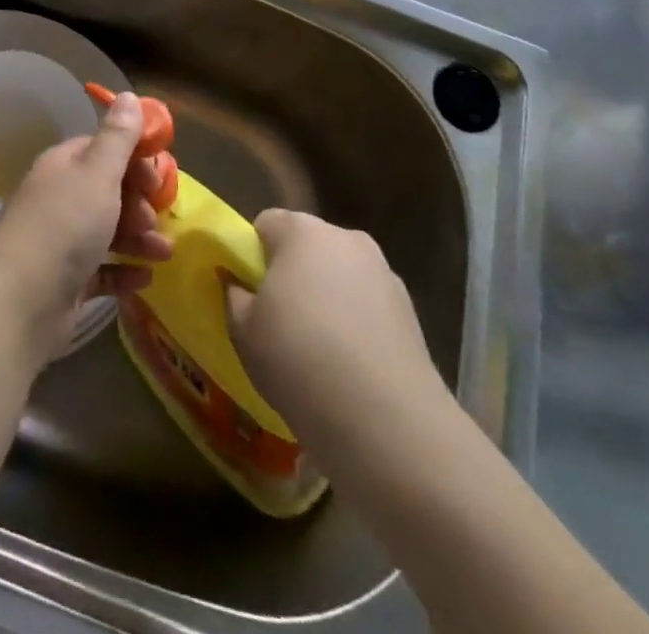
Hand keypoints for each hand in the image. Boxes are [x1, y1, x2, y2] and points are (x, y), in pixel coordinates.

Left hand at [0, 92, 172, 358]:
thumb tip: (126, 95)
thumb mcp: (97, 173)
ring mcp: (61, 242)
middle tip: (154, 219)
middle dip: (140, 203)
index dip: (134, 160)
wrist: (20, 299)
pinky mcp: (66, 282)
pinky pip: (102, 271)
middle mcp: (60, 198)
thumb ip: (117, 137)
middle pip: (109, 192)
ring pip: (109, 231)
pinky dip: (124, 272)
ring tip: (163, 253)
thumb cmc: (64, 225)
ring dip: (139, 239)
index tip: (157, 176)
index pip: (103, 151)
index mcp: (64, 166)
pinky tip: (145, 279)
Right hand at [225, 210, 449, 451]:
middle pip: (308, 247)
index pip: (266, 224)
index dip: (252, 255)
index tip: (249, 293)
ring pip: (342, 278)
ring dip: (328, 300)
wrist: (387, 424)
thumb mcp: (243, 331)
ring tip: (318, 352)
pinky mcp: (413, 316)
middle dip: (293, 275)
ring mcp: (386, 276)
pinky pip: (370, 310)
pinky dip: (358, 327)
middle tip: (279, 321)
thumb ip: (236, 297)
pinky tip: (350, 370)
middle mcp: (347, 240)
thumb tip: (241, 288)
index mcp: (302, 231)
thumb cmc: (300, 360)